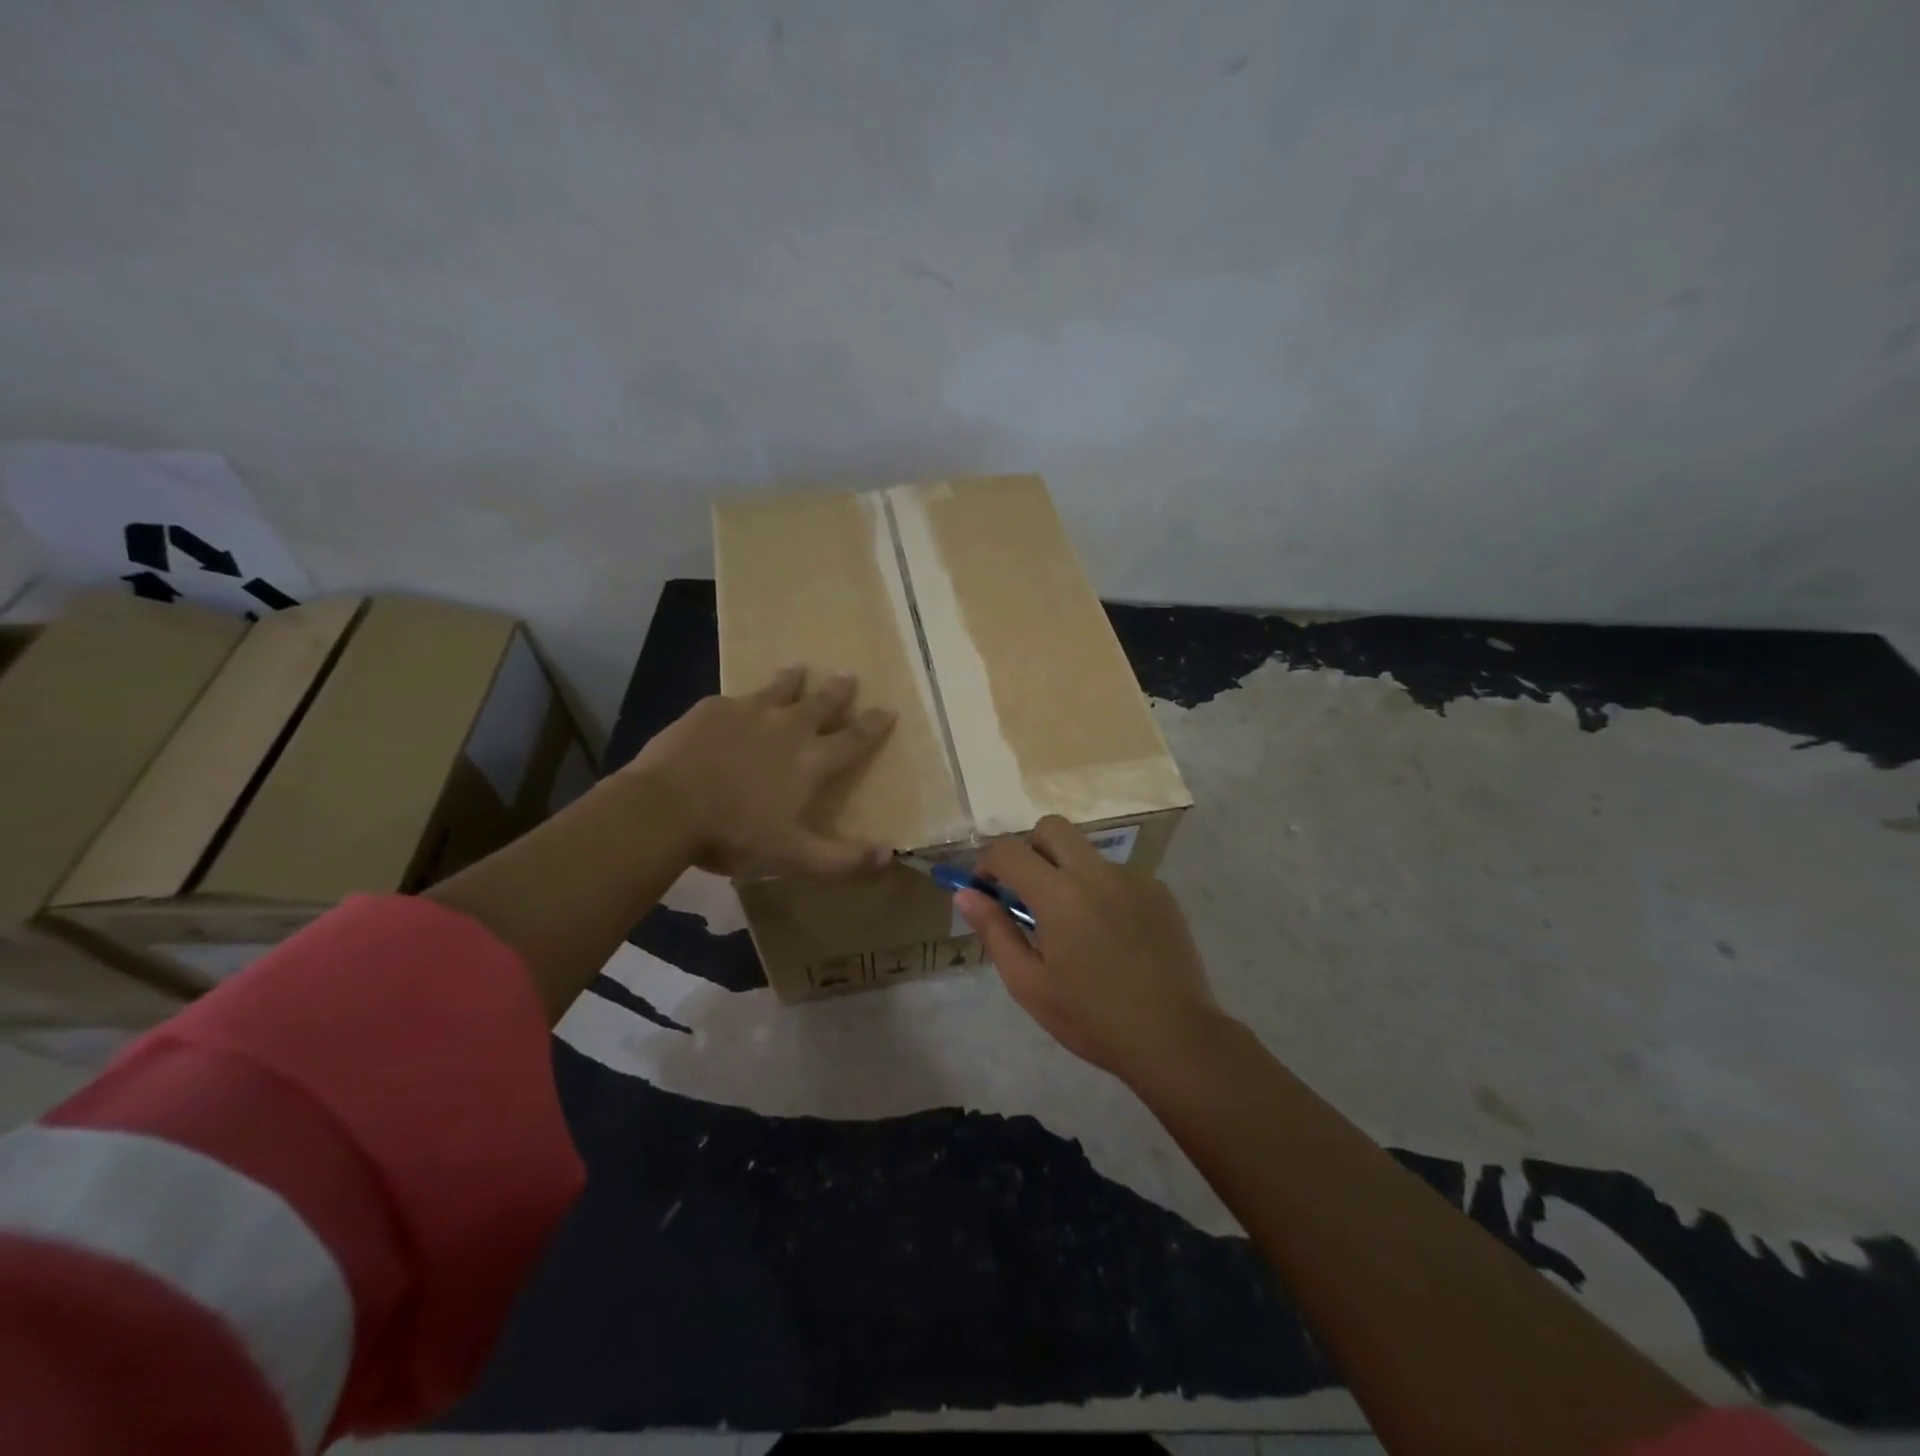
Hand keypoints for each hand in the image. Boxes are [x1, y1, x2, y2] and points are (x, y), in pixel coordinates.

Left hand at [625, 666, 895, 877]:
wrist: (666, 807)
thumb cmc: (735, 834)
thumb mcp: (794, 856)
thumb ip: (843, 858)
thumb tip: (889, 854)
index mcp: (812, 761)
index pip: (854, 738)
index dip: (873, 724)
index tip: (888, 709)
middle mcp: (788, 727)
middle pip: (821, 703)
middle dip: (839, 691)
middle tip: (849, 675)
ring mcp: (749, 712)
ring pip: (779, 689)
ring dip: (793, 679)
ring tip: (799, 668)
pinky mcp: (713, 708)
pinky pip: (736, 698)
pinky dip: (745, 698)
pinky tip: (739, 700)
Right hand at [955, 815, 1224, 1084]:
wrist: (1174, 1038)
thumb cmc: (1091, 1019)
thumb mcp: (1029, 984)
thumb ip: (994, 931)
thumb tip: (965, 893)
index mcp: (1059, 895)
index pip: (1009, 849)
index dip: (989, 863)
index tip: (989, 890)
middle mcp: (1096, 873)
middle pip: (1052, 828)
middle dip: (1030, 849)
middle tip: (1030, 893)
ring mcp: (1134, 878)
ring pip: (1087, 853)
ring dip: (1069, 873)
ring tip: (1078, 927)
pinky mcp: (1160, 891)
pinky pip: (1118, 876)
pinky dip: (1103, 892)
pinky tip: (1113, 937)